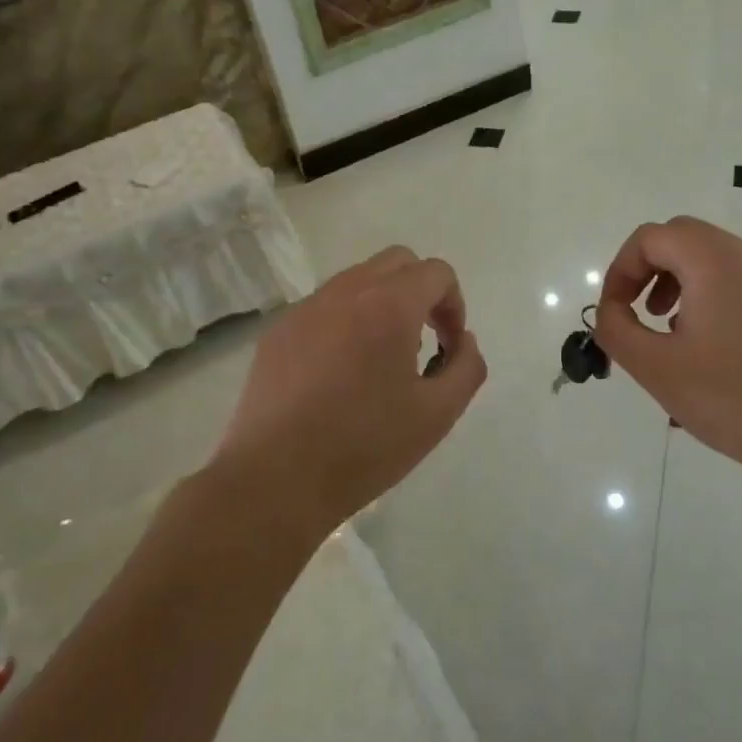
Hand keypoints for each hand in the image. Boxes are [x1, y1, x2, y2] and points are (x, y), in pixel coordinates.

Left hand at [210, 246, 486, 535]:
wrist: (274, 479)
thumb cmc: (364, 447)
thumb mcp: (438, 414)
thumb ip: (466, 367)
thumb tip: (462, 341)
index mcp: (389, 305)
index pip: (436, 272)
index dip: (454, 305)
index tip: (449, 347)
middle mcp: (346, 292)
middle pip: (397, 262)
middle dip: (421, 292)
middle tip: (422, 341)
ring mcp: (306, 309)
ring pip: (357, 280)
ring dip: (382, 304)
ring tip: (380, 361)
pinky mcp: (278, 332)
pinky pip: (324, 307)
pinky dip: (346, 322)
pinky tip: (339, 375)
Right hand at [594, 216, 741, 490]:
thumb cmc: (730, 398)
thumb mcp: (655, 367)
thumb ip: (616, 329)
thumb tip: (610, 311)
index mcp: (713, 261)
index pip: (651, 237)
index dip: (621, 270)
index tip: (615, 311)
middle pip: (682, 237)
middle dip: (649, 269)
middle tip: (638, 313)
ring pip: (712, 257)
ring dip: (679, 281)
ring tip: (670, 331)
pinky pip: (738, 280)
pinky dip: (710, 294)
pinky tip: (710, 346)